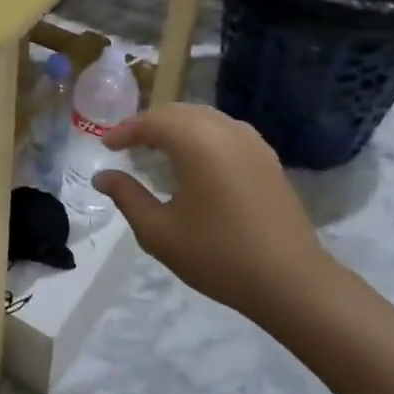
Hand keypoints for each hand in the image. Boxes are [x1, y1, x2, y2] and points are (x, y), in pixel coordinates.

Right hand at [94, 105, 334, 321]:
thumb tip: (103, 177)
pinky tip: (195, 162)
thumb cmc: (218, 256)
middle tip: (127, 145)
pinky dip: (202, 135)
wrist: (291, 280)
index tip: (106, 146)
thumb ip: (127, 197)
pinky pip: (225, 131)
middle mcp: (226, 131)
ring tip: (157, 151)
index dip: (125, 130)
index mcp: (197, 143)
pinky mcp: (267, 157)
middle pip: (179, 112)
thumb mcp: (159, 232)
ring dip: (176, 127)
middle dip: (149, 124)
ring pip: (204, 118)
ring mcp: (252, 142)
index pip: (152, 121)